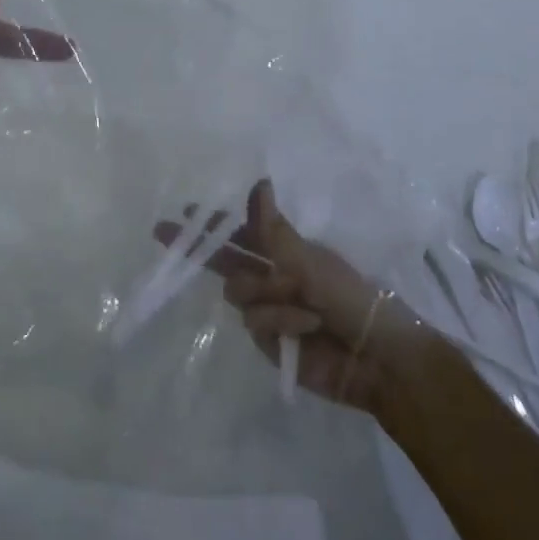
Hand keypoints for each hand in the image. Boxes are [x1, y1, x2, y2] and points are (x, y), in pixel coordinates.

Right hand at [155, 181, 425, 411]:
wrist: (376, 357)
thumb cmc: (351, 297)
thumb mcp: (311, 259)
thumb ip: (273, 230)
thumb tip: (258, 182)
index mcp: (287, 251)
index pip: (244, 232)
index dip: (216, 223)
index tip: (186, 213)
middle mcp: (273, 277)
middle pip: (226, 260)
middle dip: (198, 247)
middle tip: (162, 232)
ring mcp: (268, 310)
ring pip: (237, 290)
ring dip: (268, 293)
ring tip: (302, 305)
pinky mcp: (267, 341)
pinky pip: (254, 321)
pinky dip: (280, 321)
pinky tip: (306, 328)